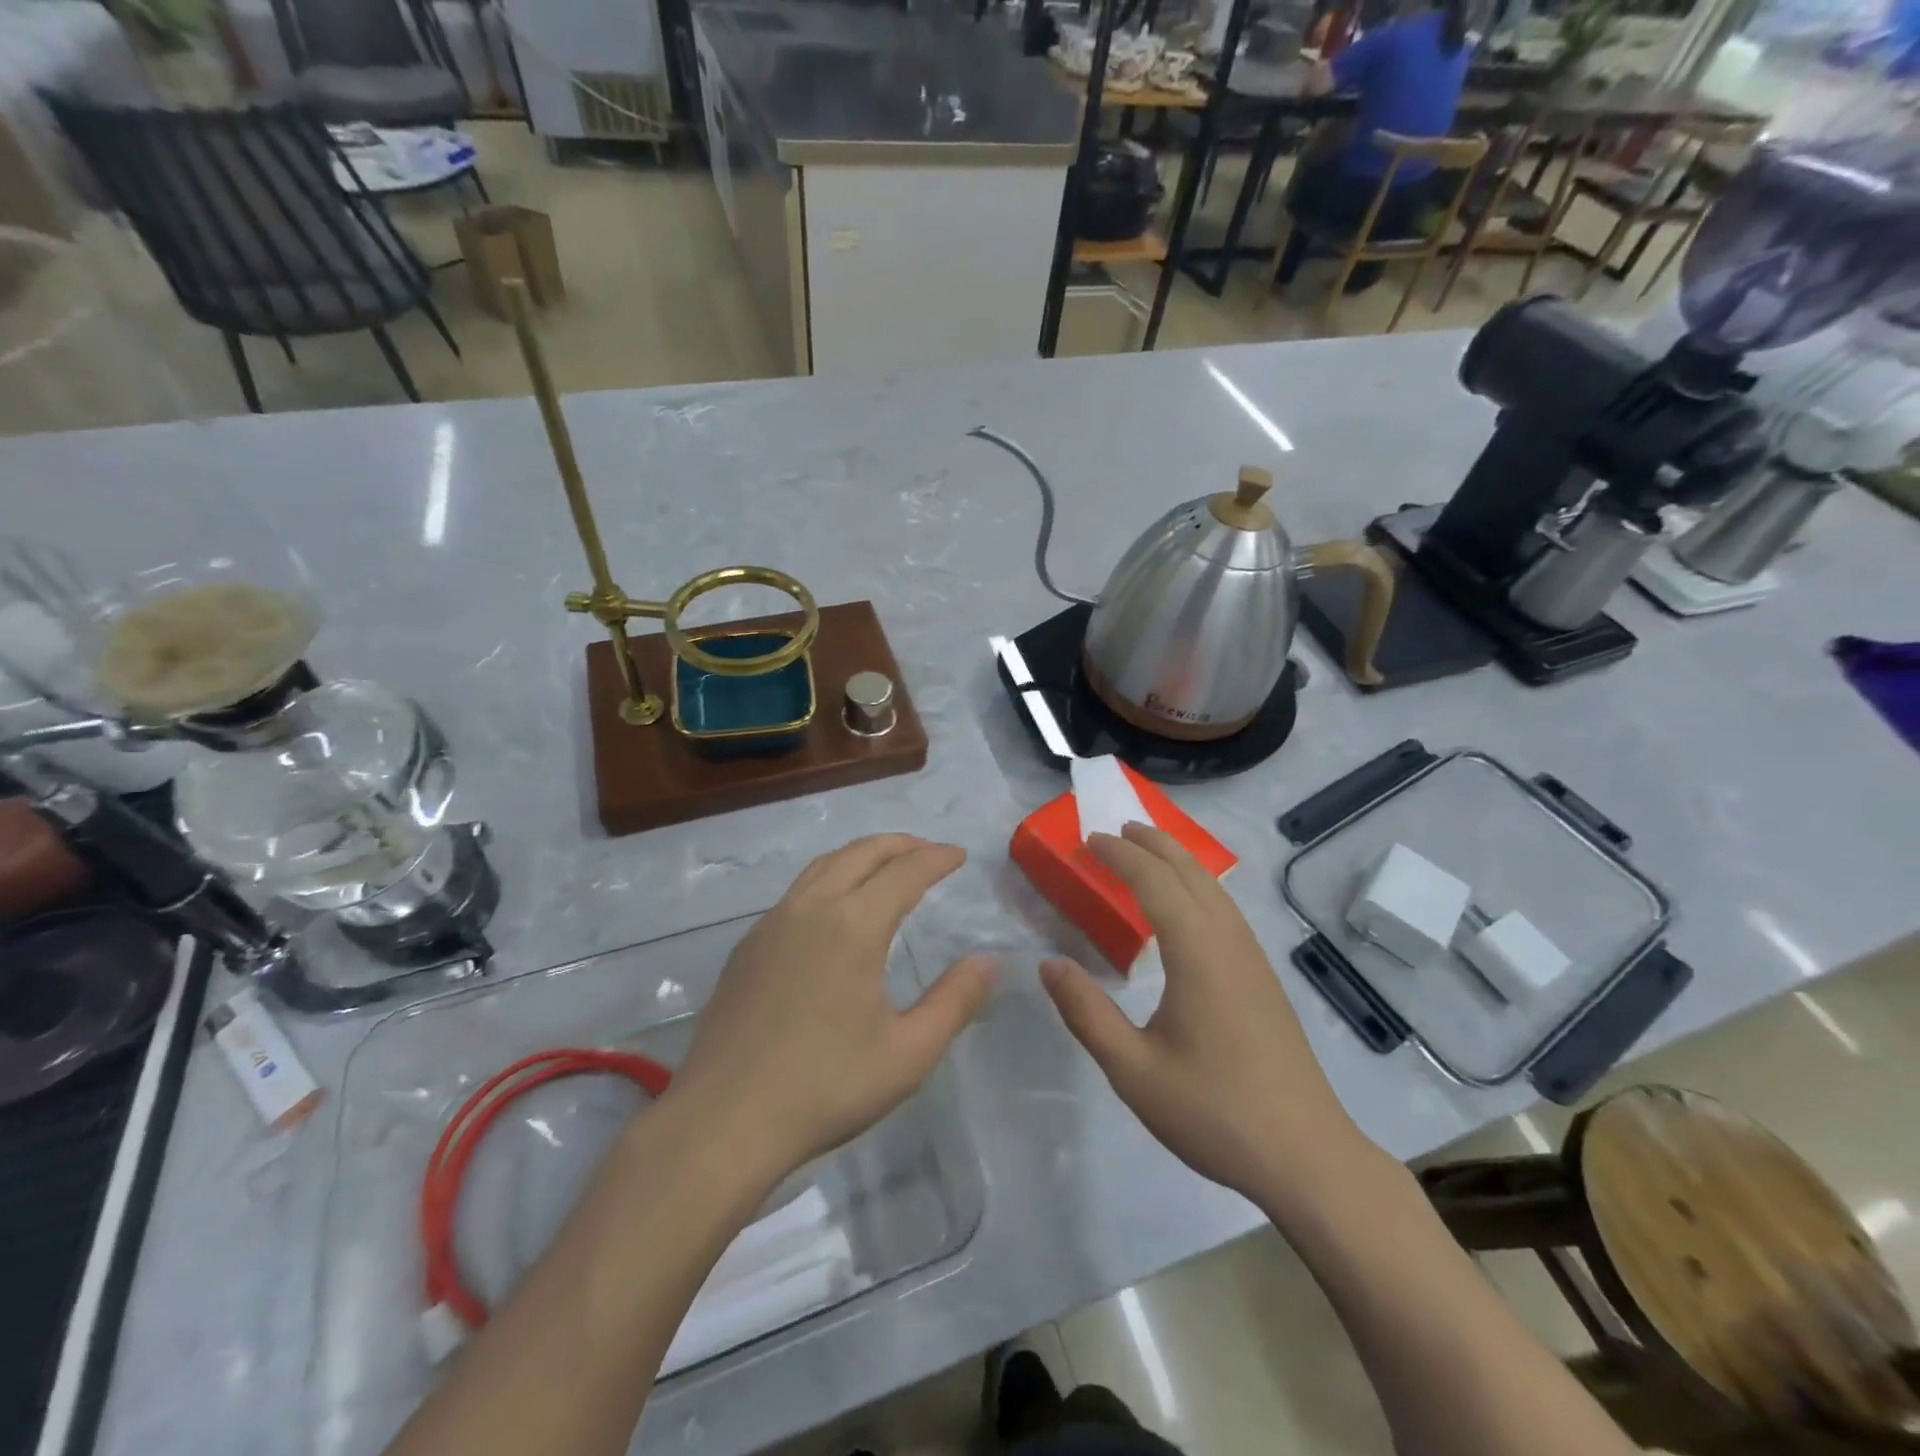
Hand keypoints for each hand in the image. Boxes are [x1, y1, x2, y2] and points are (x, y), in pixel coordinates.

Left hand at [666, 835, 996, 1187]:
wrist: (722, 1121)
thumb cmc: (824, 1087)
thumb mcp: (908, 1054)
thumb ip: (954, 1001)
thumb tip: (988, 961)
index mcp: (852, 926)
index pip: (904, 871)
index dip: (937, 858)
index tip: (959, 856)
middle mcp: (810, 908)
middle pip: (861, 852)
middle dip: (901, 844)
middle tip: (929, 851)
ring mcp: (772, 923)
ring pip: (824, 865)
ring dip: (862, 855)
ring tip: (887, 866)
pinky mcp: (748, 946)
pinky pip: (798, 890)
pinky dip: (830, 877)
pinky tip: (836, 908)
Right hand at [1039, 823, 1373, 1207]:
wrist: (1308, 1157)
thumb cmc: (1215, 1113)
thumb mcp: (1134, 1072)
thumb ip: (1087, 1014)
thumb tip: (1048, 964)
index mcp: (1197, 954)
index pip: (1155, 883)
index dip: (1121, 856)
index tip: (1090, 840)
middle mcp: (1229, 943)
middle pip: (1191, 874)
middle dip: (1154, 844)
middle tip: (1119, 828)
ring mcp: (1253, 961)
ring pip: (1215, 890)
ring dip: (1180, 861)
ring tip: (1150, 851)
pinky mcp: (1264, 980)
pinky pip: (1227, 911)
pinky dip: (1200, 887)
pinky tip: (1191, 907)